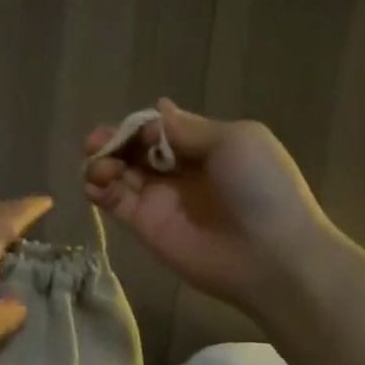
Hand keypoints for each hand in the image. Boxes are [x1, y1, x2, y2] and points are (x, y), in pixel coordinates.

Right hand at [83, 100, 338, 315]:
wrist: (270, 255)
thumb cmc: (259, 188)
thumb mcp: (235, 140)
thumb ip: (187, 128)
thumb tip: (158, 109)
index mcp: (203, 147)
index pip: (158, 128)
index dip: (140, 125)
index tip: (135, 130)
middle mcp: (178, 170)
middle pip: (133, 148)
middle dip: (113, 140)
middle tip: (96, 142)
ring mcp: (158, 198)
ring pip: (118, 171)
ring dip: (101, 162)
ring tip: (99, 167)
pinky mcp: (142, 224)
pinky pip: (112, 200)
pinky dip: (96, 188)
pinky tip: (95, 185)